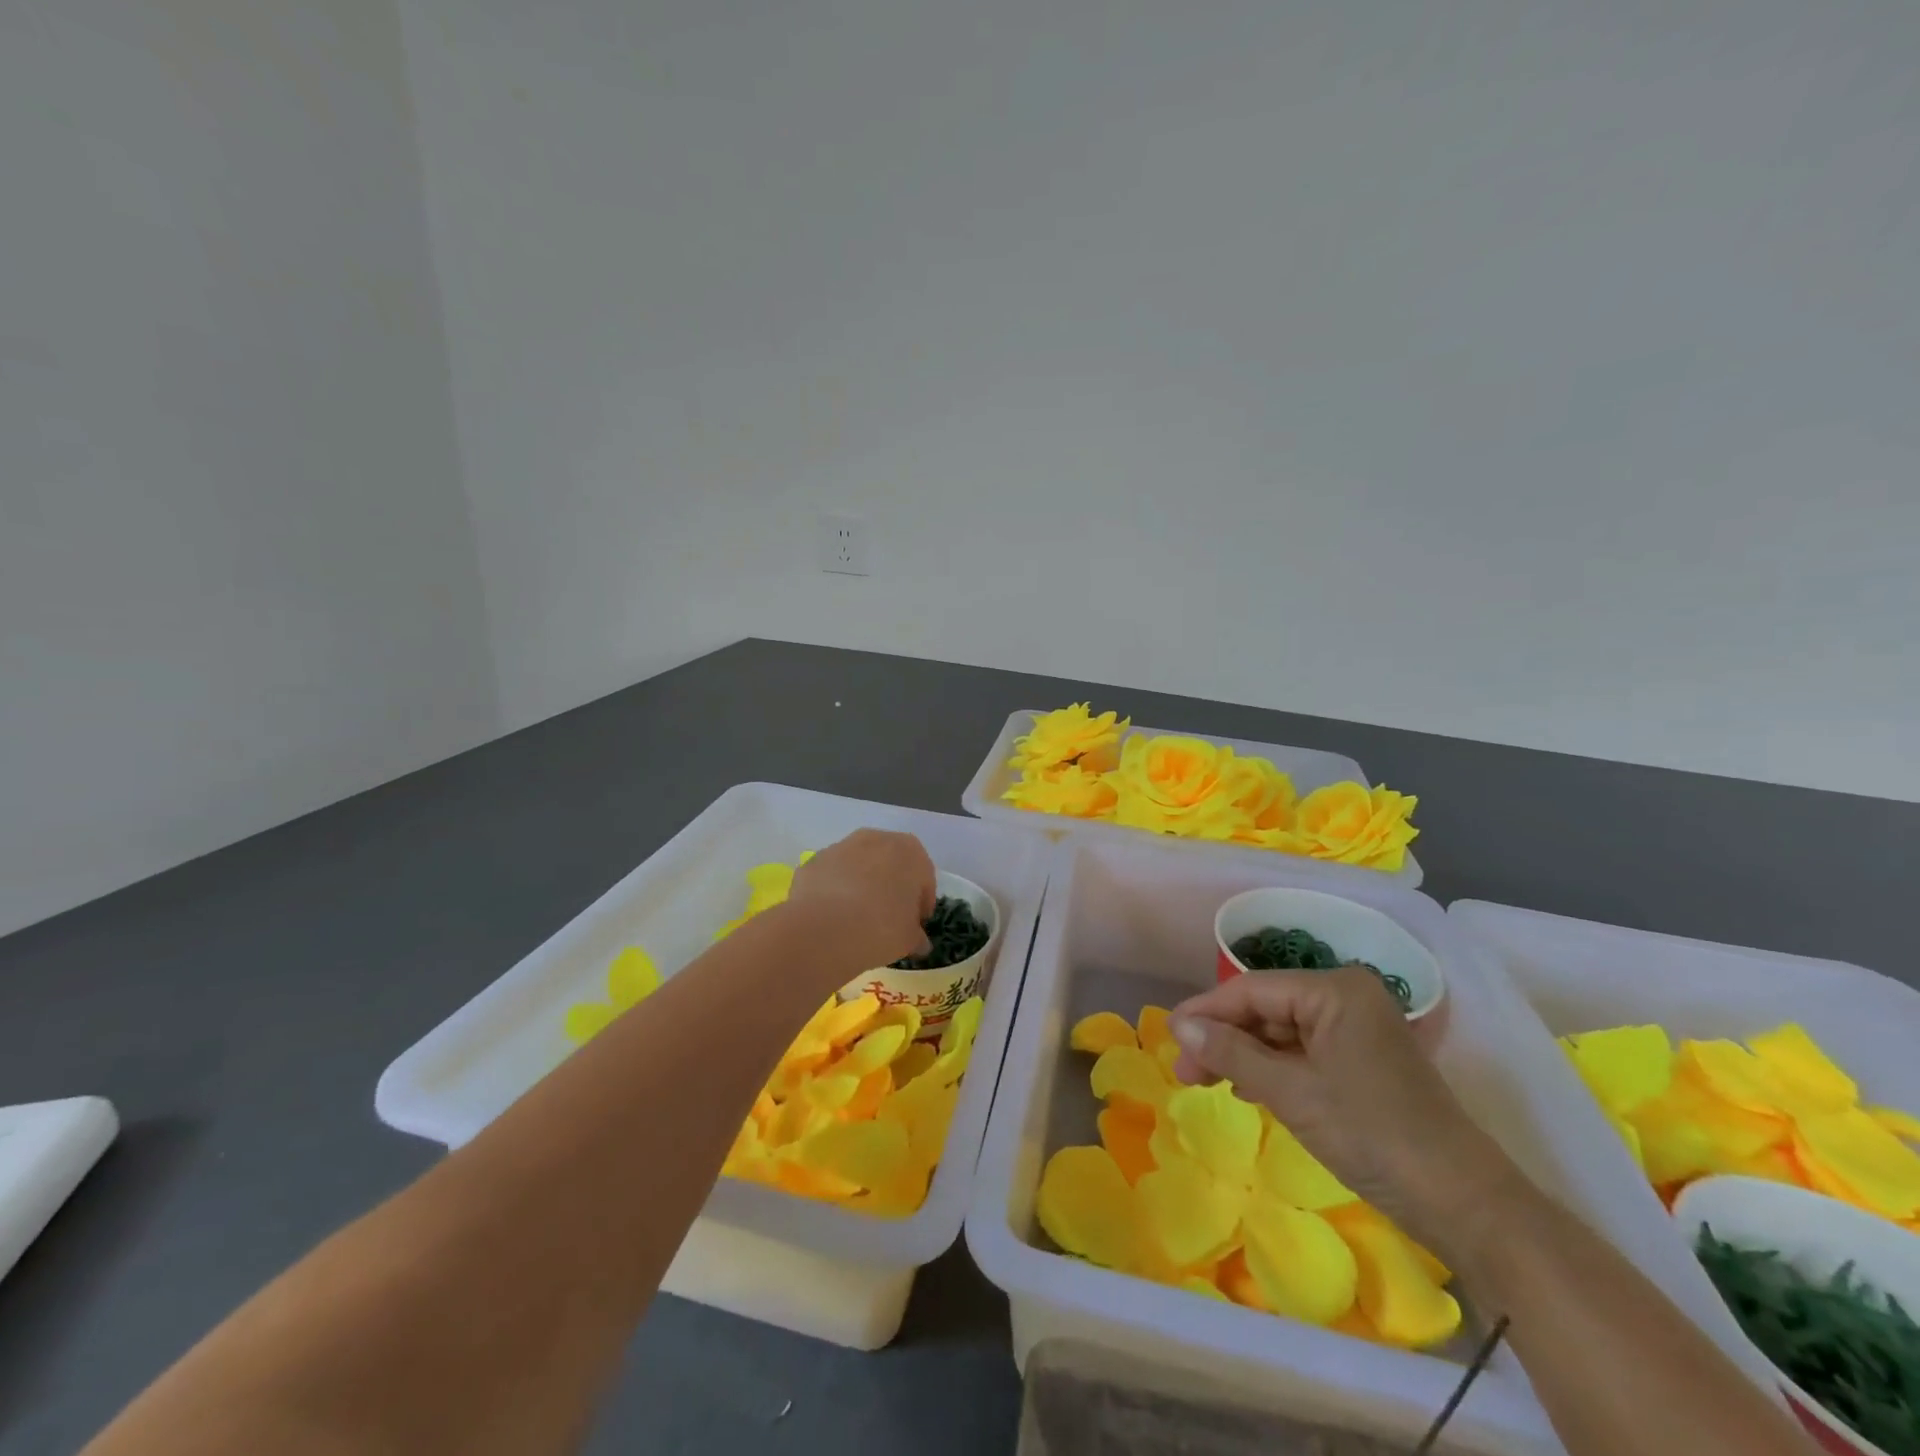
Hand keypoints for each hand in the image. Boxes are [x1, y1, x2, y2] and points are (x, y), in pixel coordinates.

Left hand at [780, 829, 936, 976]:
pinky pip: (832, 876)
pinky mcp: (814, 861)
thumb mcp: (910, 939)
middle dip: (891, 887)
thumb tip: (919, 942)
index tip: (914, 925)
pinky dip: (834, 891)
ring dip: (861, 886)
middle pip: (890, 865)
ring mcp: (842, 846)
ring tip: (856, 919)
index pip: (924, 878)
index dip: (921, 904)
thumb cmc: (881, 928)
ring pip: (859, 866)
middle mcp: (877, 839)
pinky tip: (832, 917)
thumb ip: (917, 936)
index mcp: (911, 852)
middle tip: (887, 919)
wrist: (824, 929)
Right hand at [1169, 968, 1518, 1246]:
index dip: (1206, 1011)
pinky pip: (1302, 1051)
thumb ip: (1231, 1053)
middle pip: (1265, 1007)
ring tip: (1206, 1080)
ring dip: (1243, 1055)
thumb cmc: (1373, 1135)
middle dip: (1223, 1037)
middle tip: (1186, 1070)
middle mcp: (1346, 997)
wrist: (1465, 1204)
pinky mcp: (1362, 1060)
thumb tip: (1178, 1027)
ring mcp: (1357, 1028)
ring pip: (1280, 1031)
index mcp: (1335, 989)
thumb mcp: (1292, 1092)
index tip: (1169, 1036)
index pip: (1252, 989)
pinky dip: (1271, 1068)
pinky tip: (1247, 1088)